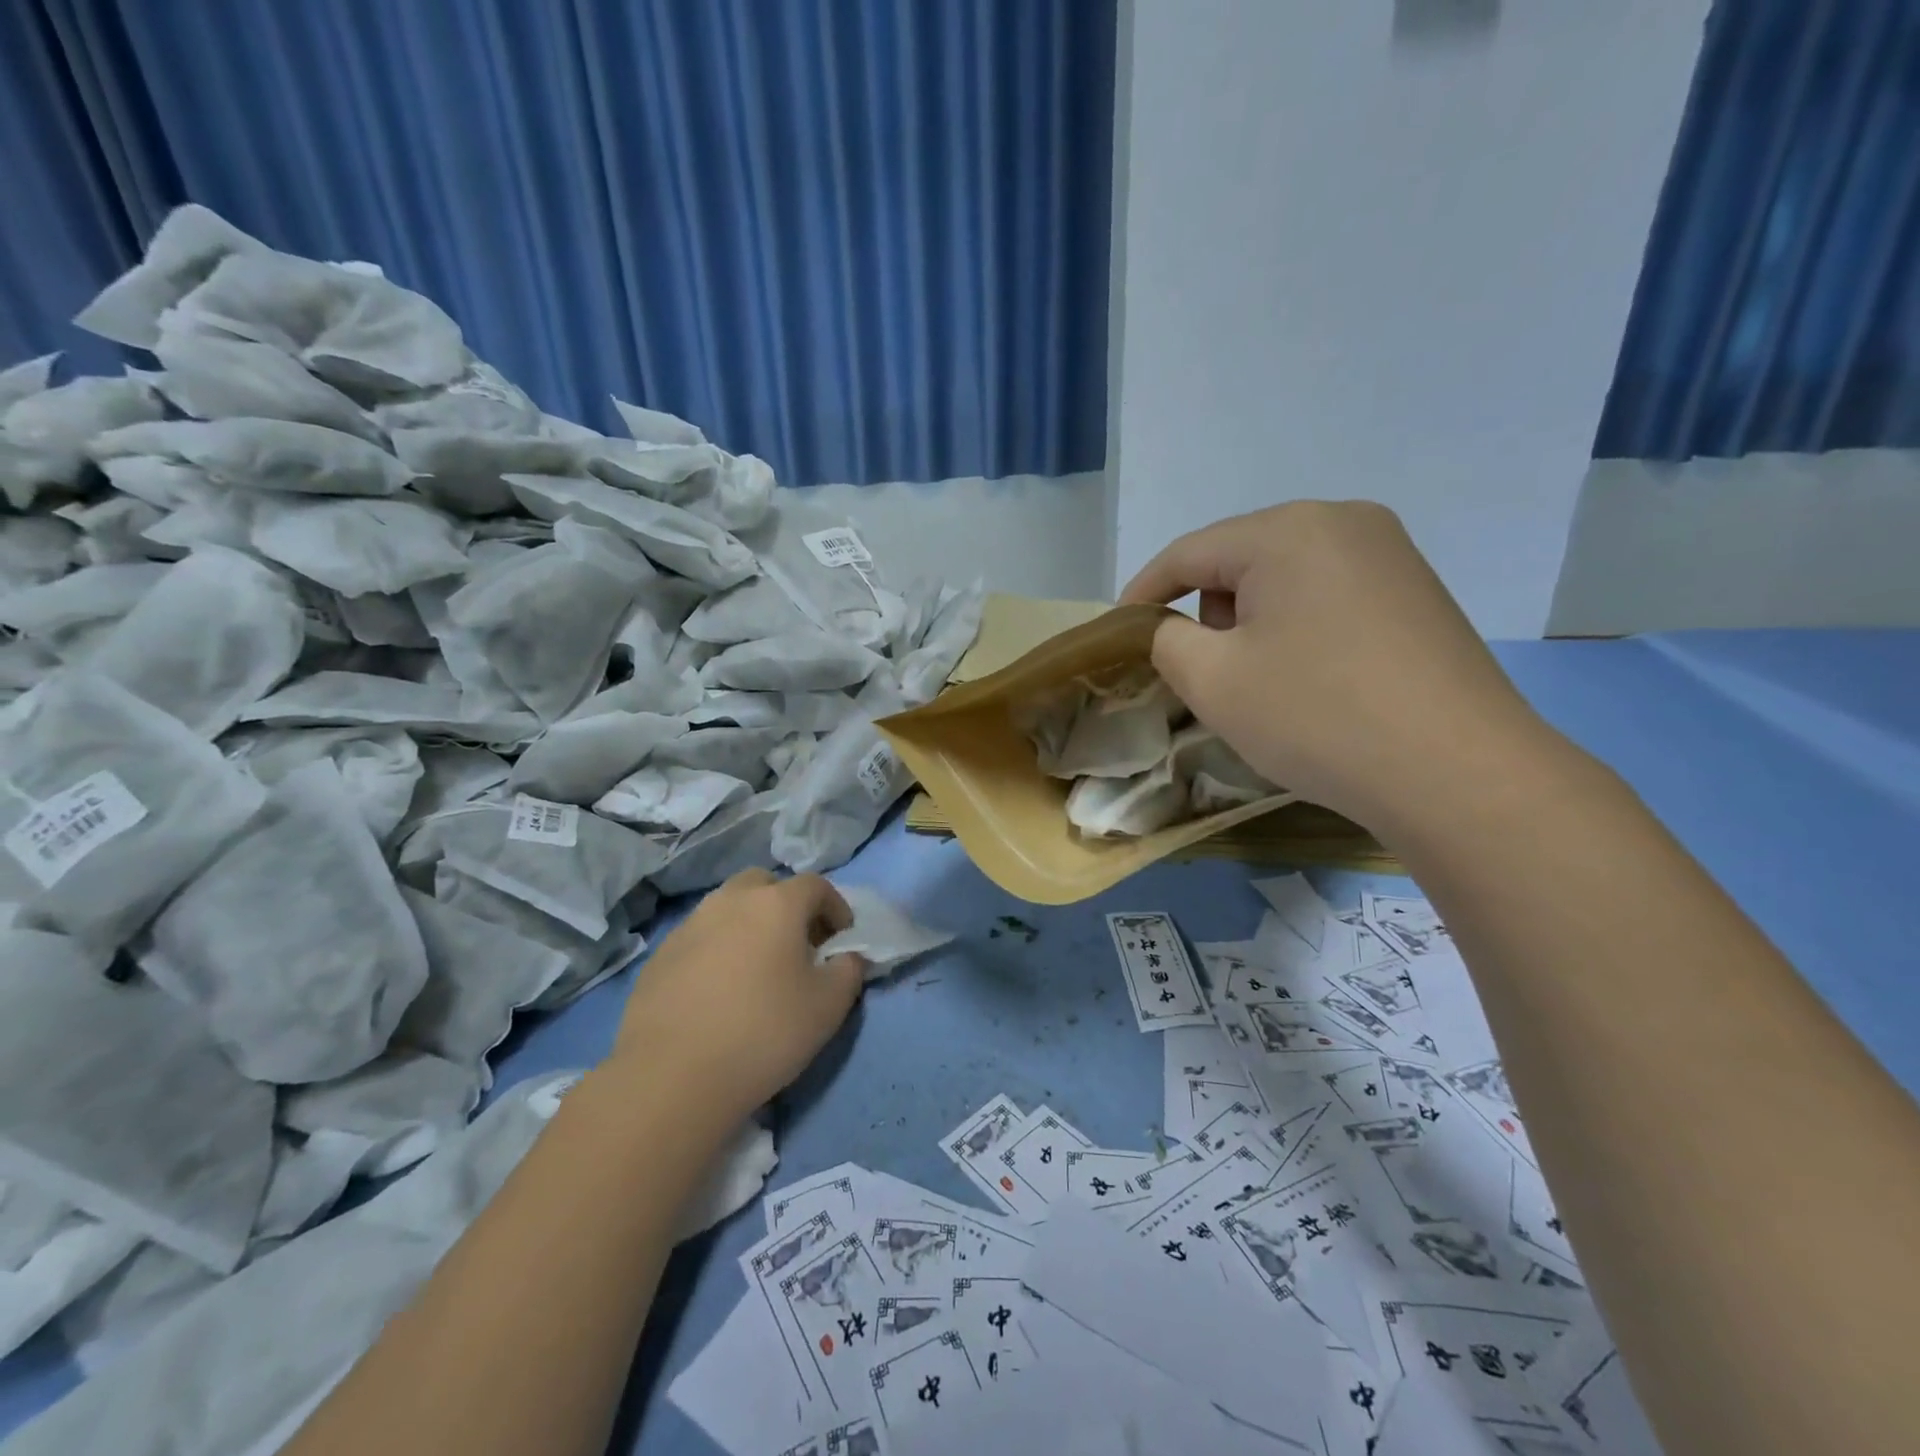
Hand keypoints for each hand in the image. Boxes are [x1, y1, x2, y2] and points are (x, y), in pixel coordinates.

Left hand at [611, 869, 864, 1122]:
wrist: (671, 1077)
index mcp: (776, 904)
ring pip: (727, 908)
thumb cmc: (763, 1033)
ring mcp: (689, 925)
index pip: (815, 886)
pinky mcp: (659, 956)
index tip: (841, 939)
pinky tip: (718, 991)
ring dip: (749, 925)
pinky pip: (699, 938)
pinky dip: (717, 950)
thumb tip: (847, 957)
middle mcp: (730, 901)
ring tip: (757, 968)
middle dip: (786, 905)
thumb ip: (849, 971)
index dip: (835, 907)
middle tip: (797, 944)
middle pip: (765, 884)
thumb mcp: (828, 1007)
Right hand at [1119, 502, 1558, 837]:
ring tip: (1260, 679)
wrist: (1458, 772)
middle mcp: (1343, 522)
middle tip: (1202, 669)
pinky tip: (1311, 677)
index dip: (1144, 592)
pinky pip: (1329, 594)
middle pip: (1239, 559)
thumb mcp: (1212, 681)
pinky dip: (1298, 627)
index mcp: (1287, 530)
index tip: (1118, 631)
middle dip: (1206, 609)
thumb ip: (1167, 640)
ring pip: (1285, 577)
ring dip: (1253, 620)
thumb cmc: (1317, 716)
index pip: (1189, 552)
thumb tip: (1172, 628)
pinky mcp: (1418, 592)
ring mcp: (1390, 554)